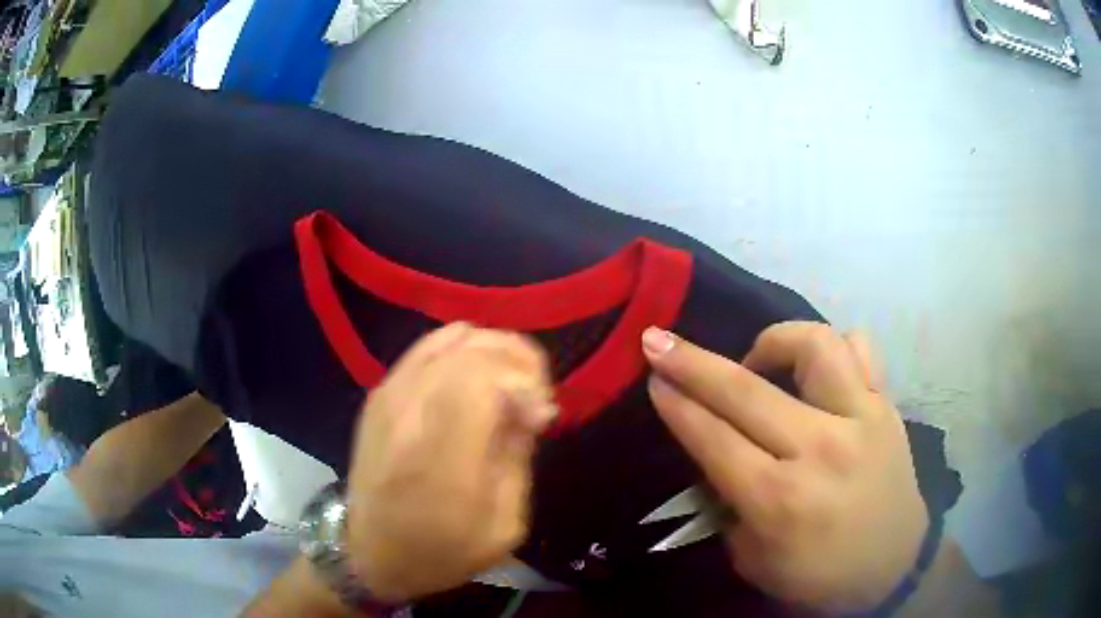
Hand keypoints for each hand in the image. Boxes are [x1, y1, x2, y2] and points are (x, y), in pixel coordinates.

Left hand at [345, 323, 556, 602]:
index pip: (484, 375)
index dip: (525, 380)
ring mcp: (388, 396)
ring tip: (510, 384)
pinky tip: (477, 380)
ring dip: (493, 350)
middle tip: (533, 399)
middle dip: (518, 360)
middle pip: (472, 347)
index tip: (542, 416)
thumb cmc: (443, 551)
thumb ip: (518, 456)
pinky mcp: (378, 393)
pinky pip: (429, 346)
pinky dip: (464, 350)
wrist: (371, 554)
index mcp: (442, 456)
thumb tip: (530, 403)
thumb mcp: (503, 525)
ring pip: (452, 336)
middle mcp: (410, 413)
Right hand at [642, 322, 927, 611]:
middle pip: (746, 390)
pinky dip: (833, 348)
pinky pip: (861, 350)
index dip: (676, 403)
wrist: (892, 568)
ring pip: (814, 346)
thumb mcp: (753, 559)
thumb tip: (711, 453)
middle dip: (691, 361)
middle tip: (660, 340)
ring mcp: (860, 419)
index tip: (652, 374)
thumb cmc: (817, 576)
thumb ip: (728, 503)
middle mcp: (820, 449)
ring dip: (773, 341)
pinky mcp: (886, 407)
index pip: (713, 438)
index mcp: (779, 500)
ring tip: (758, 361)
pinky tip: (818, 368)